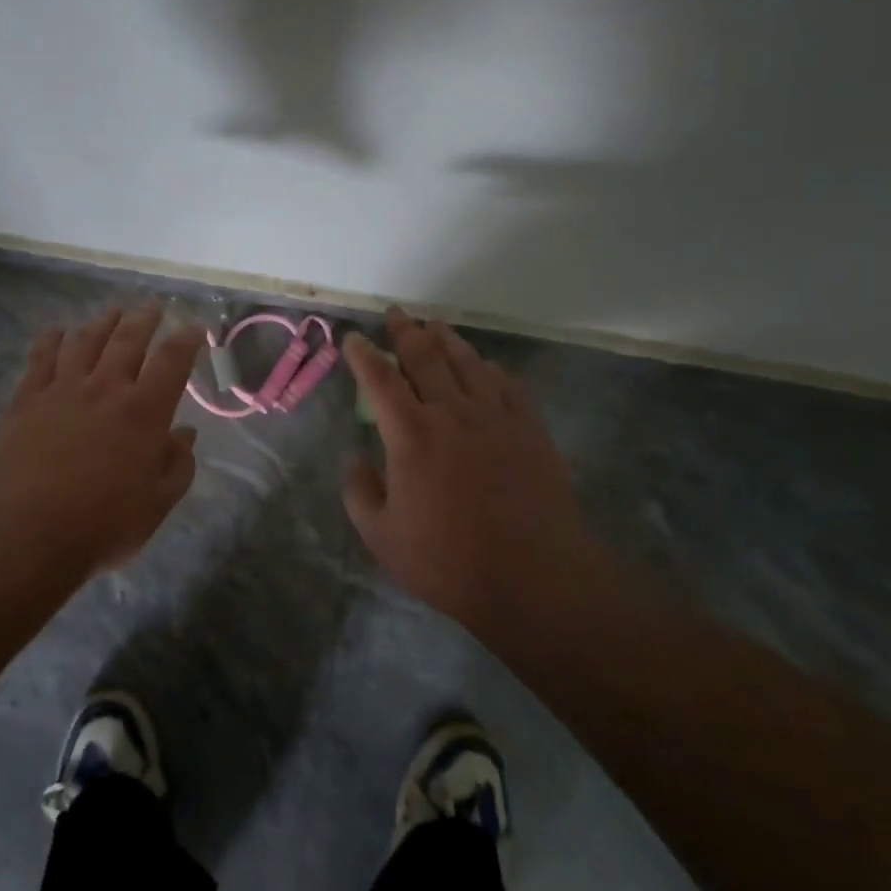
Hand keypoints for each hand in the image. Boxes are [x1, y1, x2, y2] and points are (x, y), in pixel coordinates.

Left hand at [0, 305, 204, 573]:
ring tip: (113, 312)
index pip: (172, 361)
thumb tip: (186, 435)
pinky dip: (51, 339)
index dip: (187, 339)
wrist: (22, 535)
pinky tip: (57, 330)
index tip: (195, 327)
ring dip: (103, 322)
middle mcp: (105, 388)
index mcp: (144, 412)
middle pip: (128, 339)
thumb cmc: (99, 526)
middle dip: (144, 319)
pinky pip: (41, 358)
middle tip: (153, 307)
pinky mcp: (26, 400)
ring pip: (86, 341)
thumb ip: (178, 467)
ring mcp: (62, 390)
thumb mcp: (156, 506)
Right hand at [342, 308, 593, 625]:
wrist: (535, 576)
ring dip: (446, 339)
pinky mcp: (529, 428)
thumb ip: (360, 492)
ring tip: (434, 326)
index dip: (364, 354)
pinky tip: (486, 366)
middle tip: (396, 314)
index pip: (380, 378)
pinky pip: (507, 384)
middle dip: (405, 331)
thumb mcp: (383, 537)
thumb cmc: (450, 562)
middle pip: (424, 357)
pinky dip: (490, 369)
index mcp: (411, 434)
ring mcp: (495, 416)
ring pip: (467, 362)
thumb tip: (355, 458)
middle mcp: (451, 412)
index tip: (354, 339)